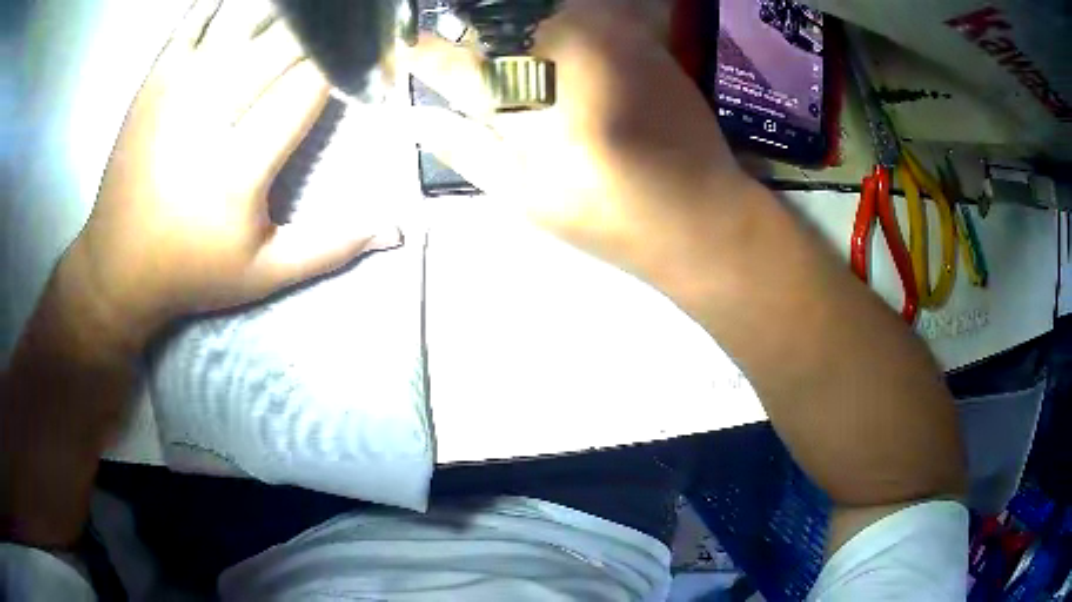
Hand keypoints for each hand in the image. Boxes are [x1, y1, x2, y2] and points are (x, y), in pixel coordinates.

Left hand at [70, 0, 399, 348]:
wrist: (116, 267)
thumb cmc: (191, 271)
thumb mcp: (263, 274)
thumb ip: (330, 247)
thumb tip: (396, 229)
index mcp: (238, 168)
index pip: (310, 85)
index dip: (351, 60)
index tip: (374, 54)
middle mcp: (209, 114)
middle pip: (283, 43)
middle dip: (327, 27)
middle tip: (350, 22)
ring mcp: (178, 88)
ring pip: (243, 18)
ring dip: (283, 6)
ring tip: (308, 8)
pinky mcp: (155, 79)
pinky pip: (197, 18)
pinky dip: (225, 0)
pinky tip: (246, 3)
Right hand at [406, 0, 758, 278]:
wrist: (697, 214)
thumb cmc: (605, 216)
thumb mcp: (523, 196)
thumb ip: (465, 148)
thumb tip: (416, 118)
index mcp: (523, 100)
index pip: (449, 61)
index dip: (419, 55)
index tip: (405, 55)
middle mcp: (560, 52)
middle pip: (491, 22)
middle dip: (468, 36)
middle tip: (467, 62)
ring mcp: (604, 36)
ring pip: (537, 10)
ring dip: (513, 28)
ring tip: (518, 66)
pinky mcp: (638, 36)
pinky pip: (583, 12)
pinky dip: (559, 24)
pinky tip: (560, 55)